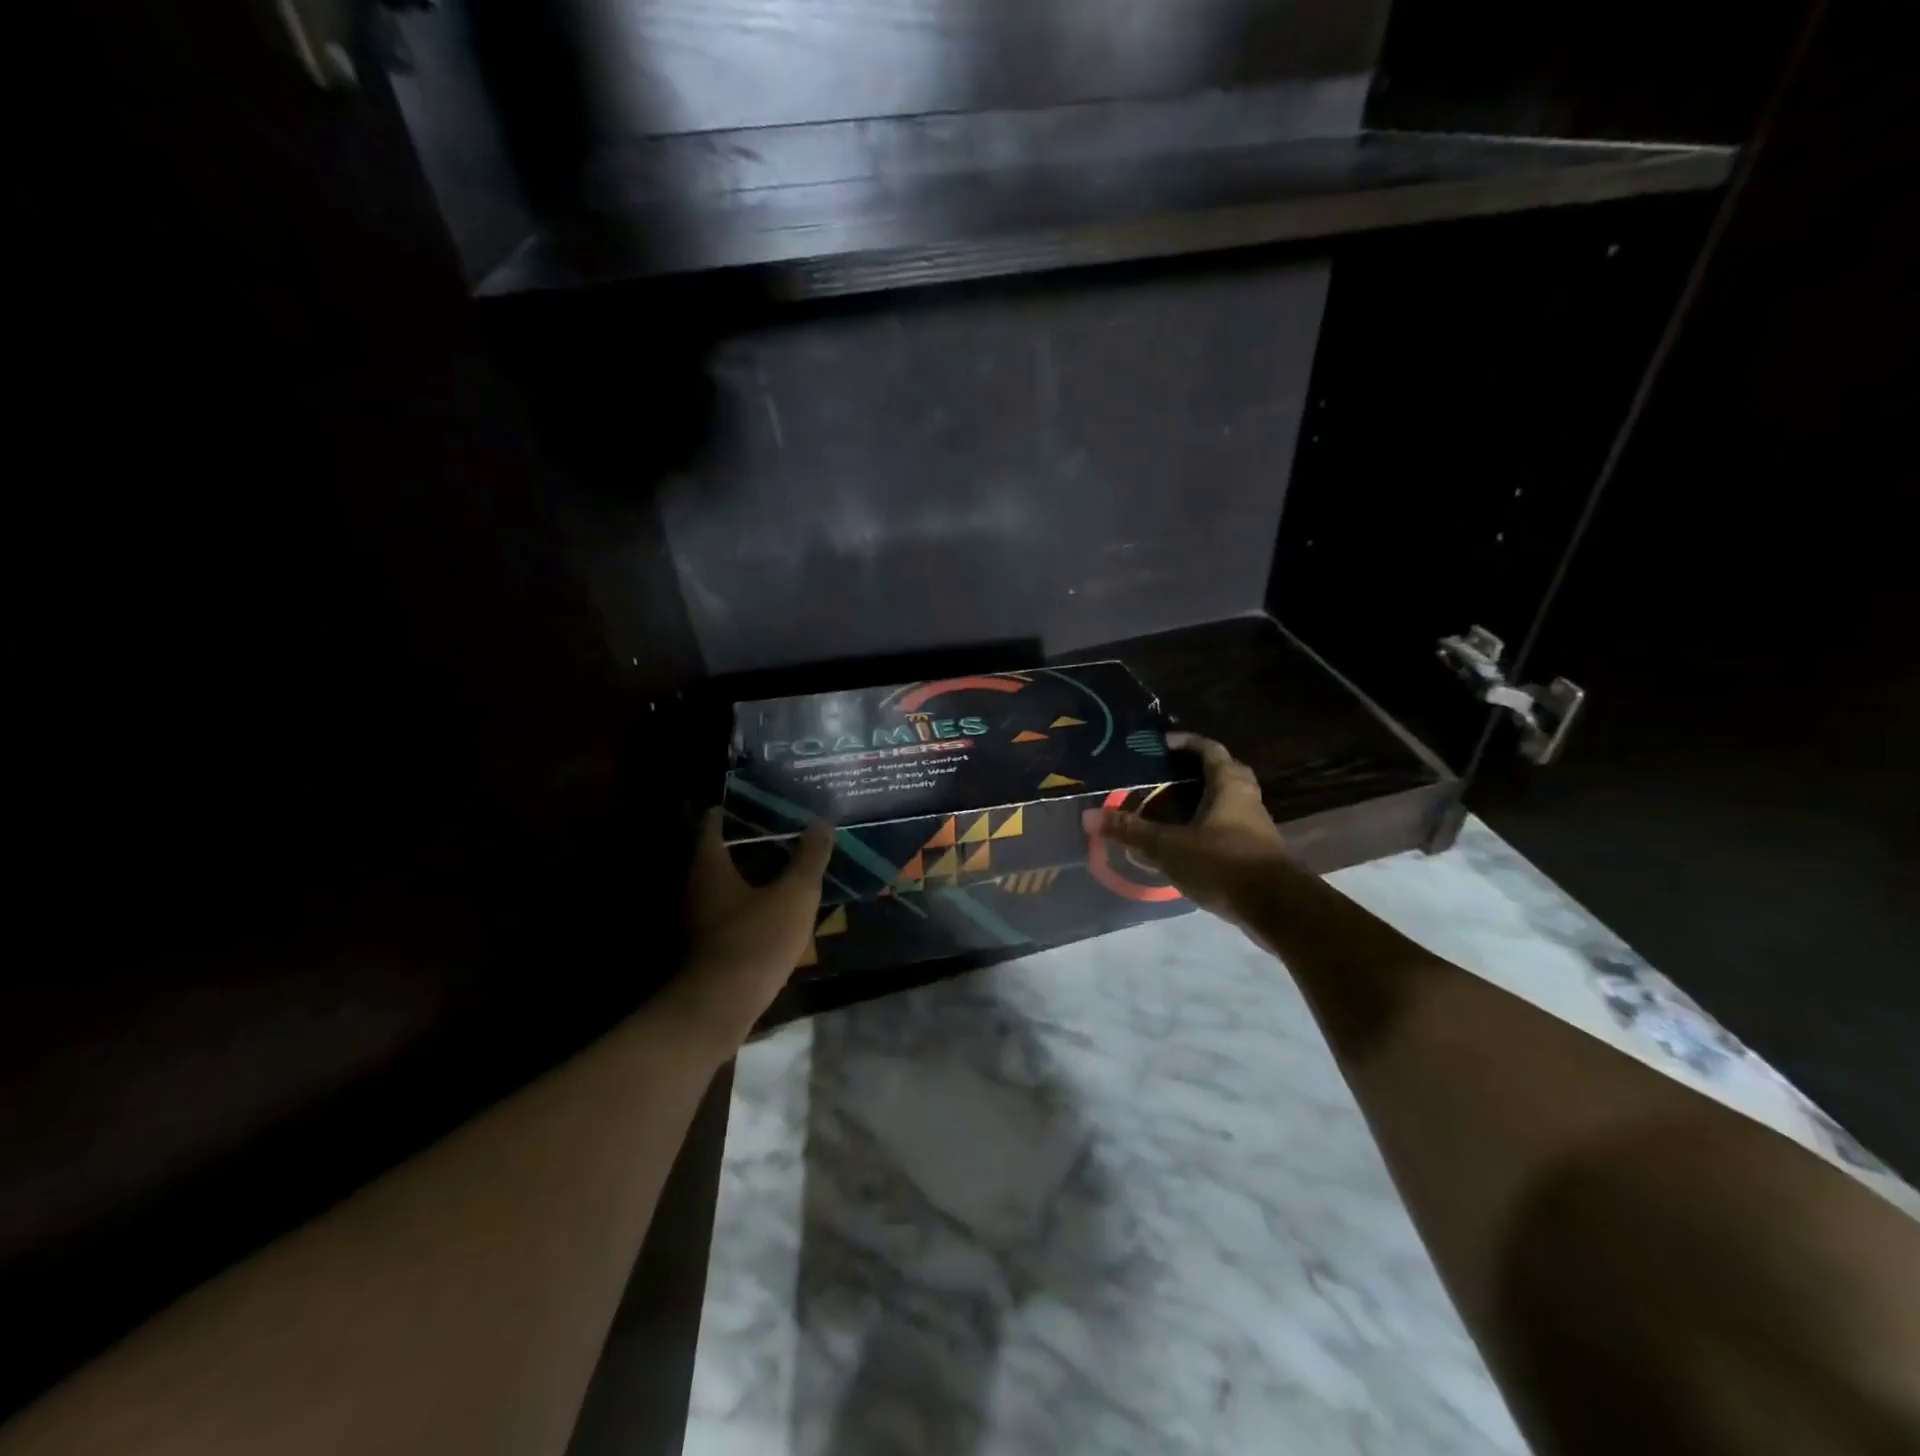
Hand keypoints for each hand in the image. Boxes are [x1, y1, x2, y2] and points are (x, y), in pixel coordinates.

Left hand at [664, 808, 833, 1052]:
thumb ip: (809, 858)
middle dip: (752, 836)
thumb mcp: (795, 895)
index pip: (715, 820)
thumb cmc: (757, 939)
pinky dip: (752, 893)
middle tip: (787, 824)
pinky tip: (779, 897)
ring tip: (790, 856)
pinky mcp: (710, 938)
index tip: (768, 798)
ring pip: (728, 877)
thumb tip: (821, 823)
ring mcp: (700, 913)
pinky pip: (731, 903)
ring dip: (754, 866)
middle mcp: (697, 883)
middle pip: (722, 848)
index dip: (740, 806)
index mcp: (710, 863)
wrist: (723, 1005)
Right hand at [1083, 732, 1295, 929]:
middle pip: (1227, 773)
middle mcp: (1247, 801)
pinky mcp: (1259, 855)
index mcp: (1229, 787)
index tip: (1164, 743)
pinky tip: (1190, 845)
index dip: (1188, 742)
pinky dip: (1211, 830)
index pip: (1210, 750)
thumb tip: (1089, 816)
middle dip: (1201, 770)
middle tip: (1172, 774)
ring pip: (1231, 804)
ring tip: (1174, 810)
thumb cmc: (1224, 864)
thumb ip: (1131, 832)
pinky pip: (1232, 830)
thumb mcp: (1169, 847)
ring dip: (1206, 802)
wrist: (1279, 908)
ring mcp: (1257, 829)